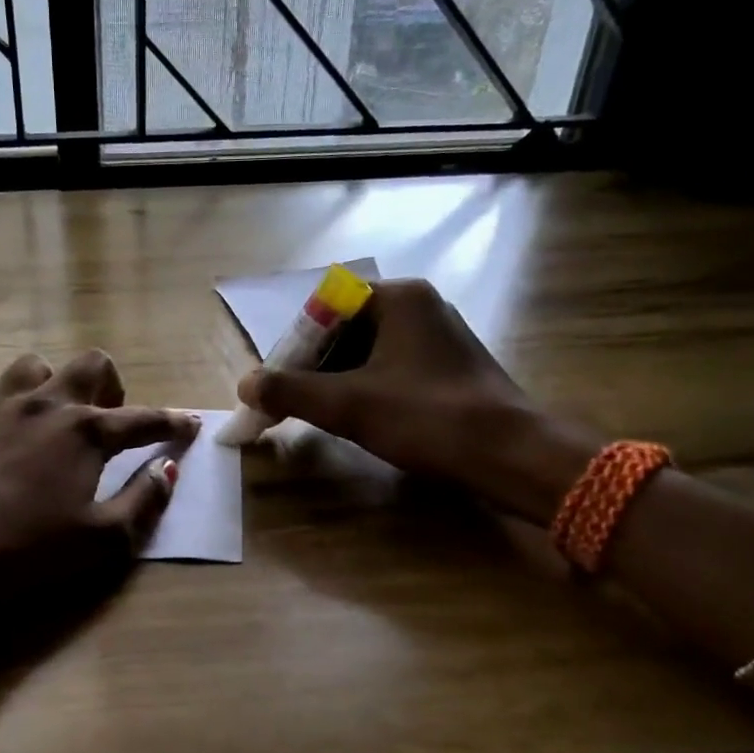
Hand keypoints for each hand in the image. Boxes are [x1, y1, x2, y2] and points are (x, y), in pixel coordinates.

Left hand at [0, 348, 199, 606]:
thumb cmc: (25, 551)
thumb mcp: (101, 541)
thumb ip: (143, 502)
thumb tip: (168, 469)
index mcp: (86, 432)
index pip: (143, 419)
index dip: (172, 422)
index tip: (190, 424)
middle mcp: (45, 405)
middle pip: (89, 365)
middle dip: (109, 384)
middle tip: (107, 417)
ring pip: (31, 367)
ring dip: (49, 383)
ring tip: (48, 415)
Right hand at [237, 279, 597, 523]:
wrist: (510, 454)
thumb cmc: (426, 418)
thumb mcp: (347, 405)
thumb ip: (289, 391)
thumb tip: (244, 385)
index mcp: (398, 298)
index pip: (324, 308)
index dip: (294, 346)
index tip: (277, 383)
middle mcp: (420, 305)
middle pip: (345, 328)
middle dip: (313, 365)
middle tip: (291, 401)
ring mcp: (439, 335)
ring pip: (368, 350)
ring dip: (337, 378)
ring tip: (319, 413)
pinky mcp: (450, 365)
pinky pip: (392, 366)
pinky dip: (366, 386)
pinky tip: (359, 417)